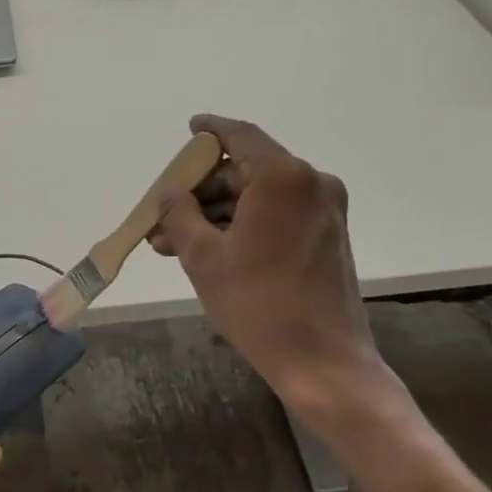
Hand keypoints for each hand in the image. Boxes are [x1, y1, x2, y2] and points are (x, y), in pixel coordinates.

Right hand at [151, 115, 402, 436]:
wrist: (323, 362)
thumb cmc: (258, 304)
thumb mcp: (203, 257)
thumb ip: (179, 215)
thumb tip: (168, 193)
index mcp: (284, 177)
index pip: (240, 137)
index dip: (210, 131)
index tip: (189, 128)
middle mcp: (311, 184)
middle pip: (246, 170)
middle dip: (201, 190)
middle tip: (163, 211)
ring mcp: (324, 211)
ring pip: (258, 197)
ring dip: (216, 213)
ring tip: (171, 241)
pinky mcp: (327, 236)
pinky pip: (276, 215)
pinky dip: (242, 225)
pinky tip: (206, 249)